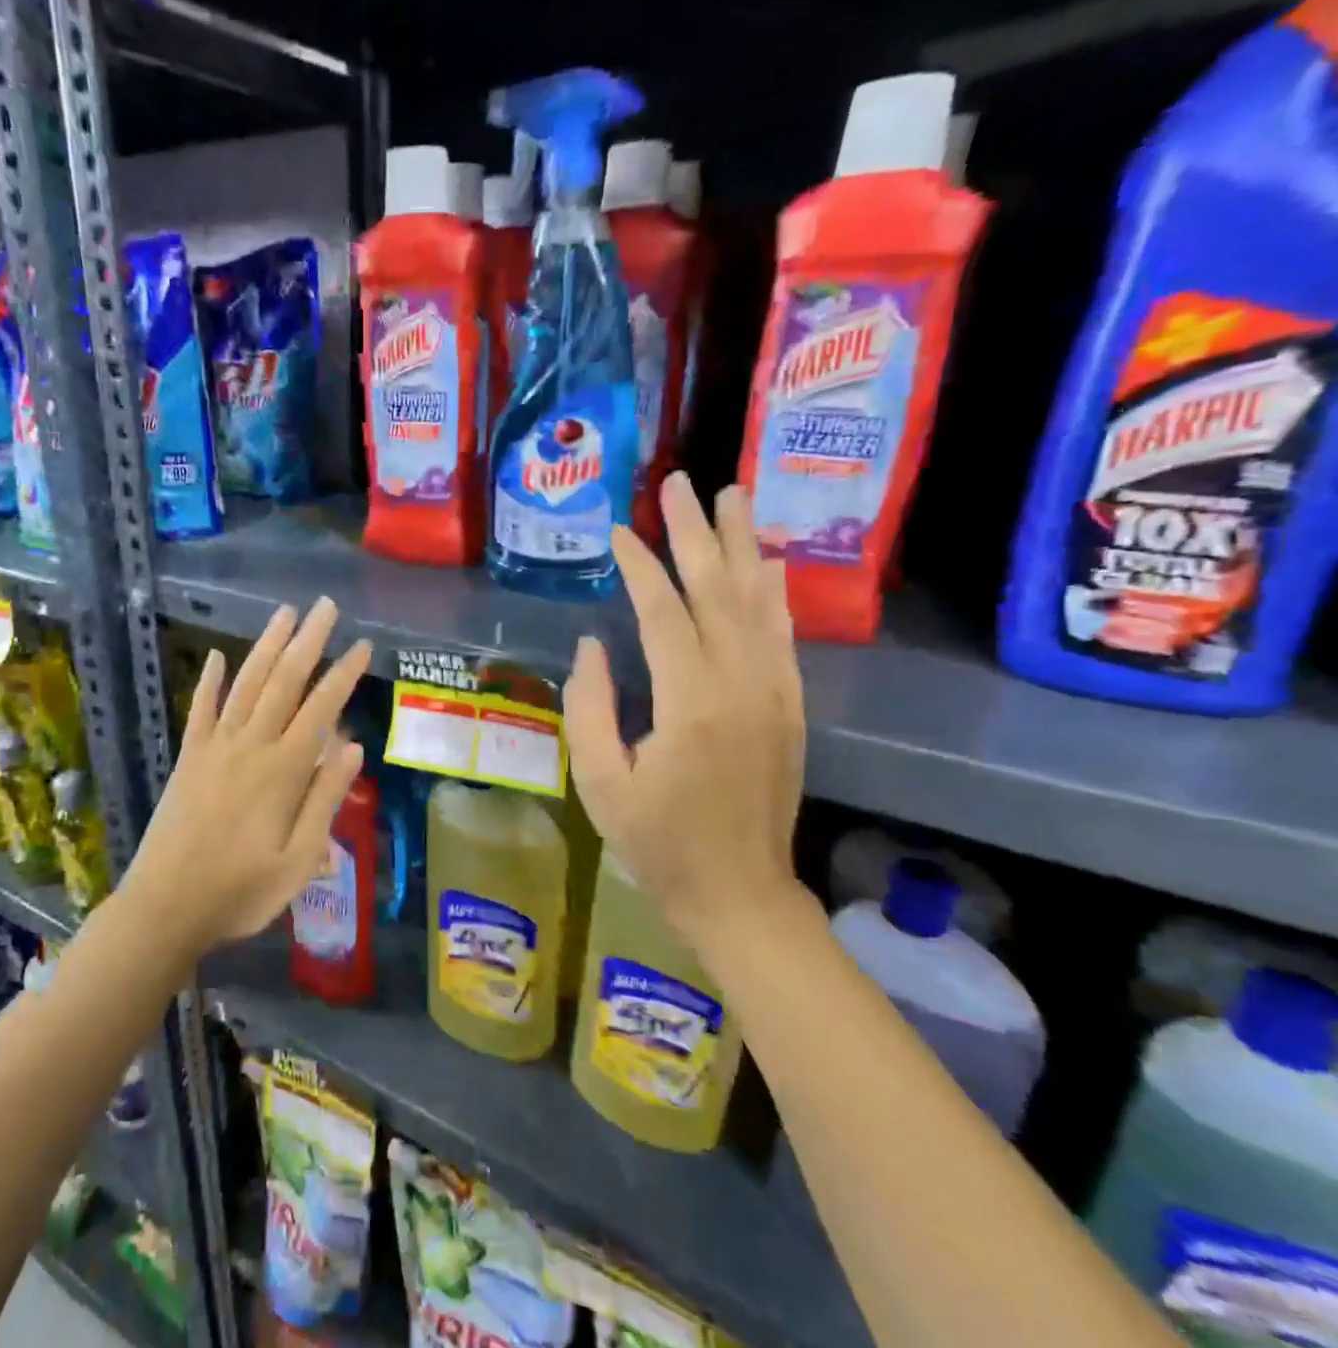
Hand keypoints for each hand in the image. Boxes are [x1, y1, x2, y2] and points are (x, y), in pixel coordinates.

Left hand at [126, 598, 371, 954]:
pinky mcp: (188, 758)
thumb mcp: (299, 860)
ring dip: (266, 646)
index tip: (362, 645)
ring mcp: (214, 748)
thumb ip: (325, 800)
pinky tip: (219, 656)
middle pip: (284, 682)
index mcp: (282, 771)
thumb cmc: (241, 891)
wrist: (165, 908)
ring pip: (246, 685)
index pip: (321, 710)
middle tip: (326, 606)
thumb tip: (354, 748)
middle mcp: (250, 747)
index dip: (343, 674)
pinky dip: (210, 681)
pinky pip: (200, 710)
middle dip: (308, 641)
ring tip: (285, 613)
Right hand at [564, 476, 807, 947]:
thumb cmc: (658, 843)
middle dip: (695, 532)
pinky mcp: (788, 706)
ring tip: (731, 495)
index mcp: (689, 705)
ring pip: (757, 602)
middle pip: (717, 591)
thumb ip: (588, 708)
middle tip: (679, 483)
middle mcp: (740, 686)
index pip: (664, 614)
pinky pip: (781, 635)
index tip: (619, 531)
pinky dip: (773, 591)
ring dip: (740, 545)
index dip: (641, 567)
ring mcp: (773, 693)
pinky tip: (764, 562)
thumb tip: (591, 645)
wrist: (740, 893)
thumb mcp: (599, 783)